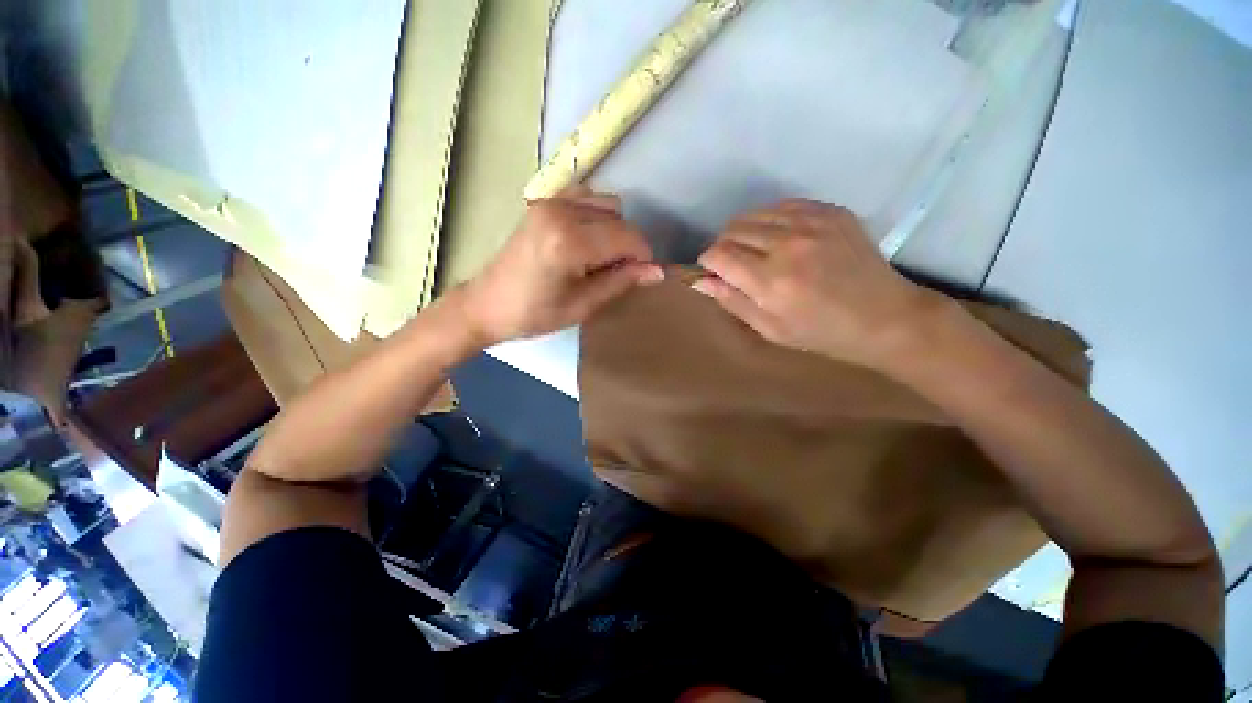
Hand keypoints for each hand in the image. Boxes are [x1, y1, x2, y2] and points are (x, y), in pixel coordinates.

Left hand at [461, 187, 663, 343]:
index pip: (627, 237)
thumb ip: (621, 281)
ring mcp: (550, 201)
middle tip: (618, 273)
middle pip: (619, 218)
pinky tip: (587, 240)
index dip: (643, 256)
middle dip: (628, 245)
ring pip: (606, 204)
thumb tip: (657, 271)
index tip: (643, 275)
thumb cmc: (535, 314)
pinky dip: (597, 217)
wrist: (488, 304)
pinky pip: (586, 198)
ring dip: (614, 230)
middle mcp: (561, 211)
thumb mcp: (583, 305)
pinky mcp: (544, 202)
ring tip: (600, 258)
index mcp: (569, 241)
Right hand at [694, 199, 940, 367]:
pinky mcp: (831, 211)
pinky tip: (780, 238)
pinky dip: (771, 220)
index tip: (712, 271)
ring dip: (745, 232)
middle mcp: (789, 245)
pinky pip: (783, 205)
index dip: (708, 262)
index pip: (718, 254)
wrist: (884, 317)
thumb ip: (732, 301)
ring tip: (756, 251)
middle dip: (723, 247)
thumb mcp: (769, 329)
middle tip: (733, 264)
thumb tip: (700, 281)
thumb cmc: (821, 332)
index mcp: (771, 281)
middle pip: (732, 229)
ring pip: (754, 213)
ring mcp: (813, 222)